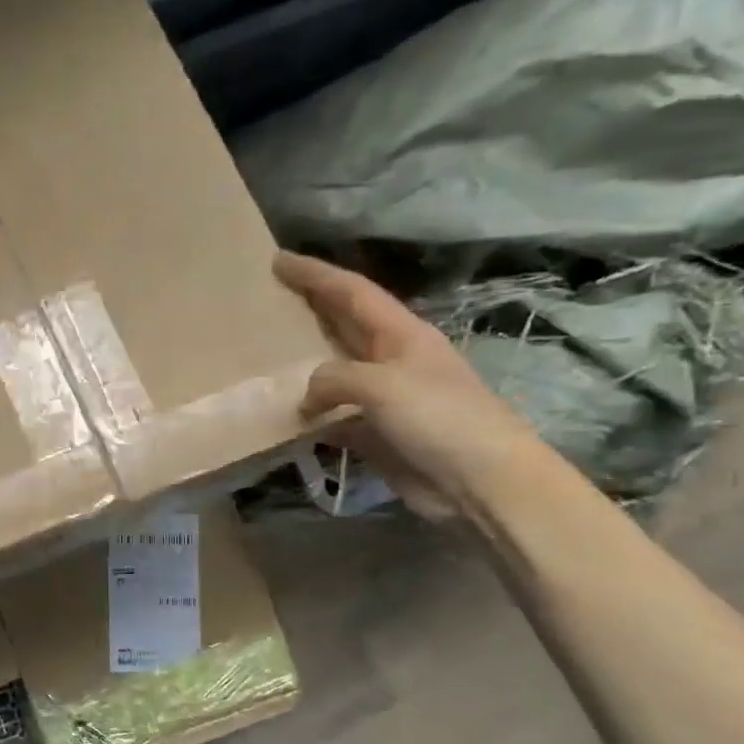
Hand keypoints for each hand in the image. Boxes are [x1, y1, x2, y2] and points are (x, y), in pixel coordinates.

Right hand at [275, 251, 543, 520]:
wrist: (482, 483)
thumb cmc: (440, 419)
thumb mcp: (382, 385)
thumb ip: (333, 378)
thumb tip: (305, 399)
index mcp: (400, 334)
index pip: (351, 292)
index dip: (315, 274)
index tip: (277, 260)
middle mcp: (390, 359)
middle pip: (341, 325)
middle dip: (306, 309)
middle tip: (265, 300)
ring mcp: (382, 398)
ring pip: (331, 372)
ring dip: (300, 364)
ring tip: (261, 356)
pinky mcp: (374, 433)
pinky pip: (330, 416)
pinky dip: (306, 415)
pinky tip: (280, 416)